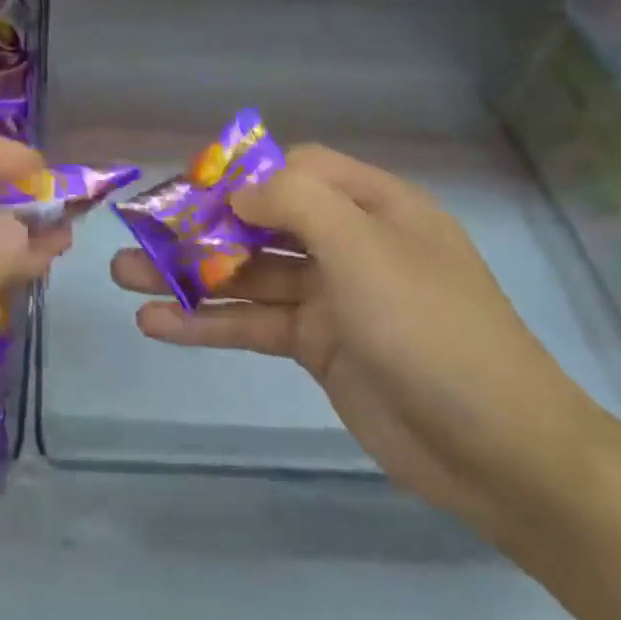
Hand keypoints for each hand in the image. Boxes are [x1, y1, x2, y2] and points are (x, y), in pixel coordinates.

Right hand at [112, 145, 614, 533]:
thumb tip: (238, 193)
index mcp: (373, 205)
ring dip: (188, 276)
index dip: (242, 176)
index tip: (190, 192)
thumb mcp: (364, 246)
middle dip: (198, 229)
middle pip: (260, 223)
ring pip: (247, 275)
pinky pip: (252, 323)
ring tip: (124, 277)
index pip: (296, 170)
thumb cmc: (429, 326)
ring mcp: (330, 297)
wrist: (496, 449)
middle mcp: (349, 243)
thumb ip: (295, 202)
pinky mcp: (315, 346)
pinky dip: (207, 323)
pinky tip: (157, 324)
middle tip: (136, 235)